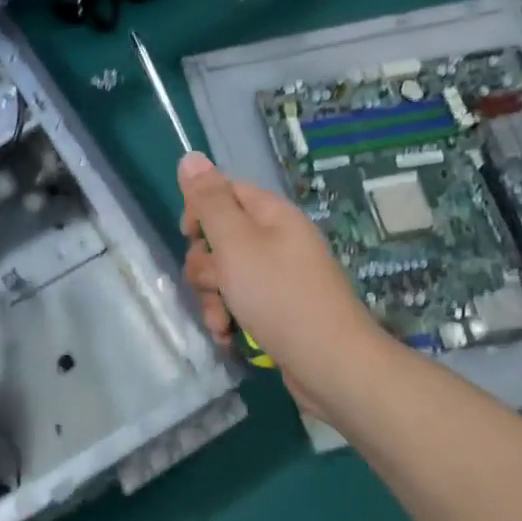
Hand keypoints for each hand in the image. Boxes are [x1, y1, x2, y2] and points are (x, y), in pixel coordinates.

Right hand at [178, 152, 378, 412]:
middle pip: (220, 236)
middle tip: (213, 283)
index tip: (189, 235)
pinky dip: (229, 318)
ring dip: (212, 297)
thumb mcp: (236, 242)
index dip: (200, 209)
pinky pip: (239, 302)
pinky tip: (228, 336)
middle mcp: (276, 240)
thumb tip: (191, 155)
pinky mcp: (277, 310)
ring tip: (221, 321)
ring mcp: (278, 277)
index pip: (225, 191)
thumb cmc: (279, 296)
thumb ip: (210, 201)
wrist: (332, 365)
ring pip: (224, 274)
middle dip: (205, 265)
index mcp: (271, 215)